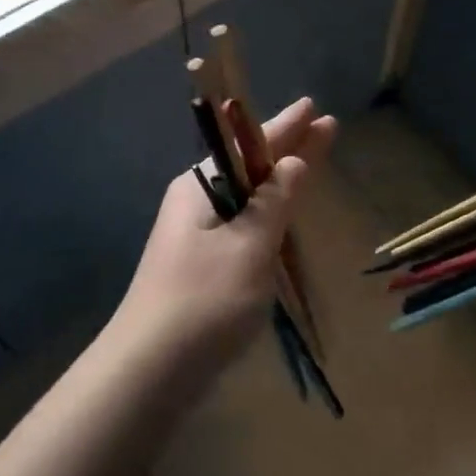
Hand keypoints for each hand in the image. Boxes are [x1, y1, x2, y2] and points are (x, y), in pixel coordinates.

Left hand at [112, 97, 336, 370]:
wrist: (151, 369)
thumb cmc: (205, 299)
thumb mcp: (249, 245)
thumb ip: (275, 201)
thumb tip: (292, 162)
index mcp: (201, 187)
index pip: (251, 144)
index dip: (287, 126)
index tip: (313, 106)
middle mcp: (195, 203)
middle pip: (250, 166)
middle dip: (288, 148)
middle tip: (324, 127)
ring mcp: (196, 236)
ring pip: (247, 198)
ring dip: (279, 181)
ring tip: (310, 162)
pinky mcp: (203, 267)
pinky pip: (243, 226)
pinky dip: (268, 216)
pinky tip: (284, 216)